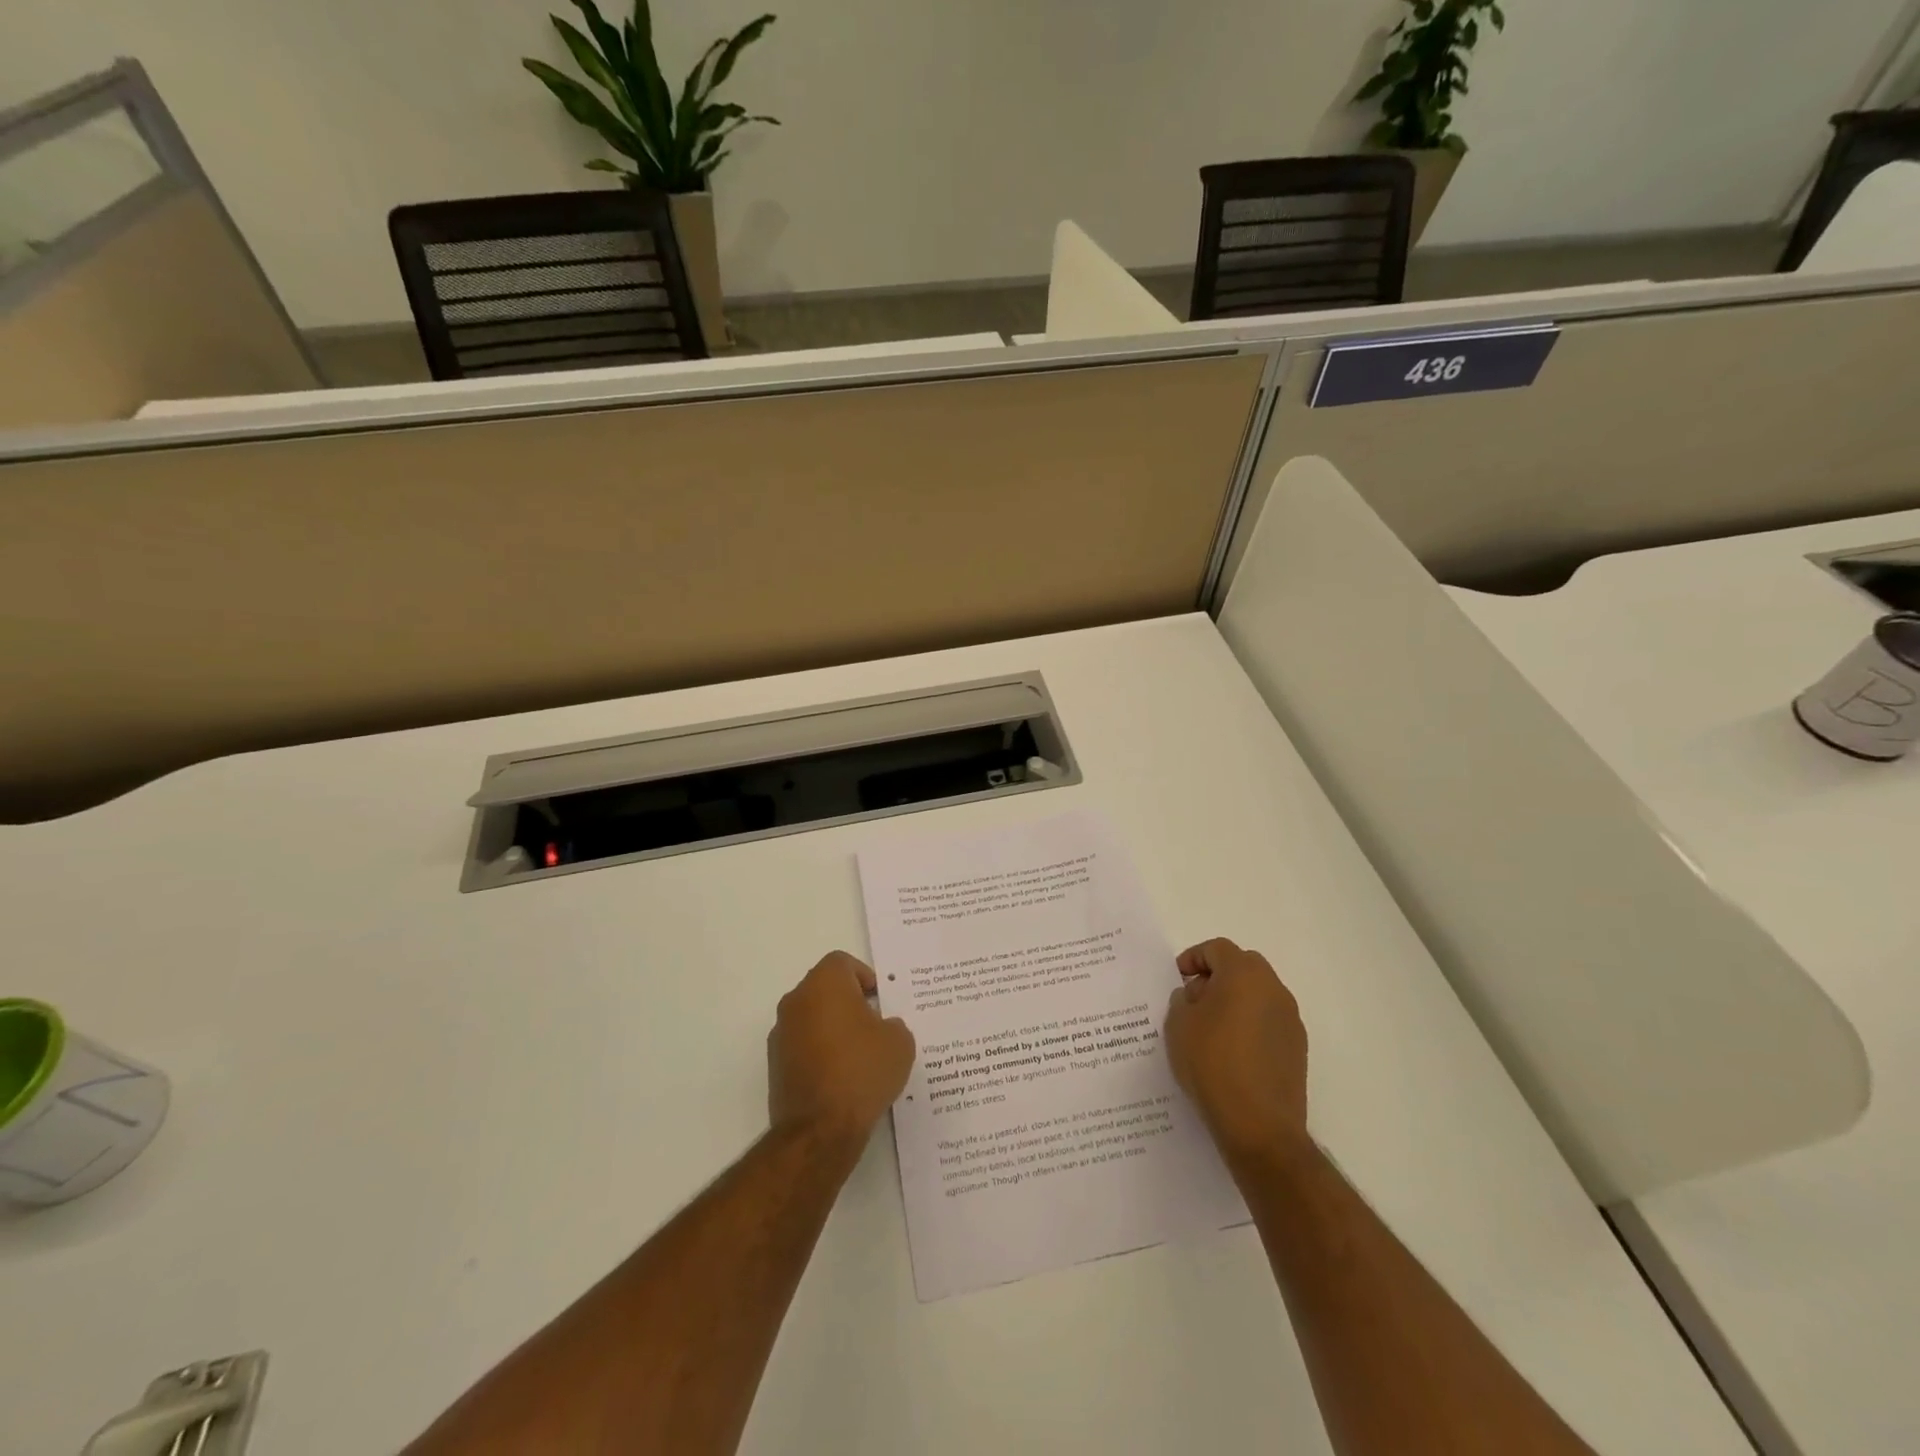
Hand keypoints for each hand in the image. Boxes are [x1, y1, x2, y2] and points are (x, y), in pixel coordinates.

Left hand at [768, 951, 916, 1146]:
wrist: (820, 1129)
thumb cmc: (862, 1071)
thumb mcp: (899, 1042)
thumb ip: (892, 1024)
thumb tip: (880, 1029)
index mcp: (824, 984)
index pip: (843, 963)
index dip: (865, 976)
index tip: (880, 1000)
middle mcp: (796, 1001)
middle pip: (825, 988)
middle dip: (849, 1002)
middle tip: (875, 1026)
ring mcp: (781, 1033)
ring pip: (812, 1017)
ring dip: (833, 1027)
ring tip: (860, 1056)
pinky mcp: (775, 1065)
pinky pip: (803, 1045)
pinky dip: (820, 1052)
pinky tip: (842, 1077)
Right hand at [1164, 938, 1309, 1160]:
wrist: (1259, 1126)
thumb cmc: (1212, 1064)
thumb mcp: (1178, 1025)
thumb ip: (1182, 1000)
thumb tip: (1195, 996)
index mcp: (1244, 974)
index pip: (1217, 948)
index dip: (1193, 958)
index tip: (1177, 978)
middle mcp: (1274, 989)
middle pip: (1243, 966)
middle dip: (1217, 976)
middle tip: (1194, 999)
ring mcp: (1290, 1020)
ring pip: (1258, 994)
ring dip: (1235, 1001)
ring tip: (1210, 1029)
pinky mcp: (1297, 1049)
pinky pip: (1268, 1021)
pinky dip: (1250, 1024)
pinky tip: (1231, 1052)